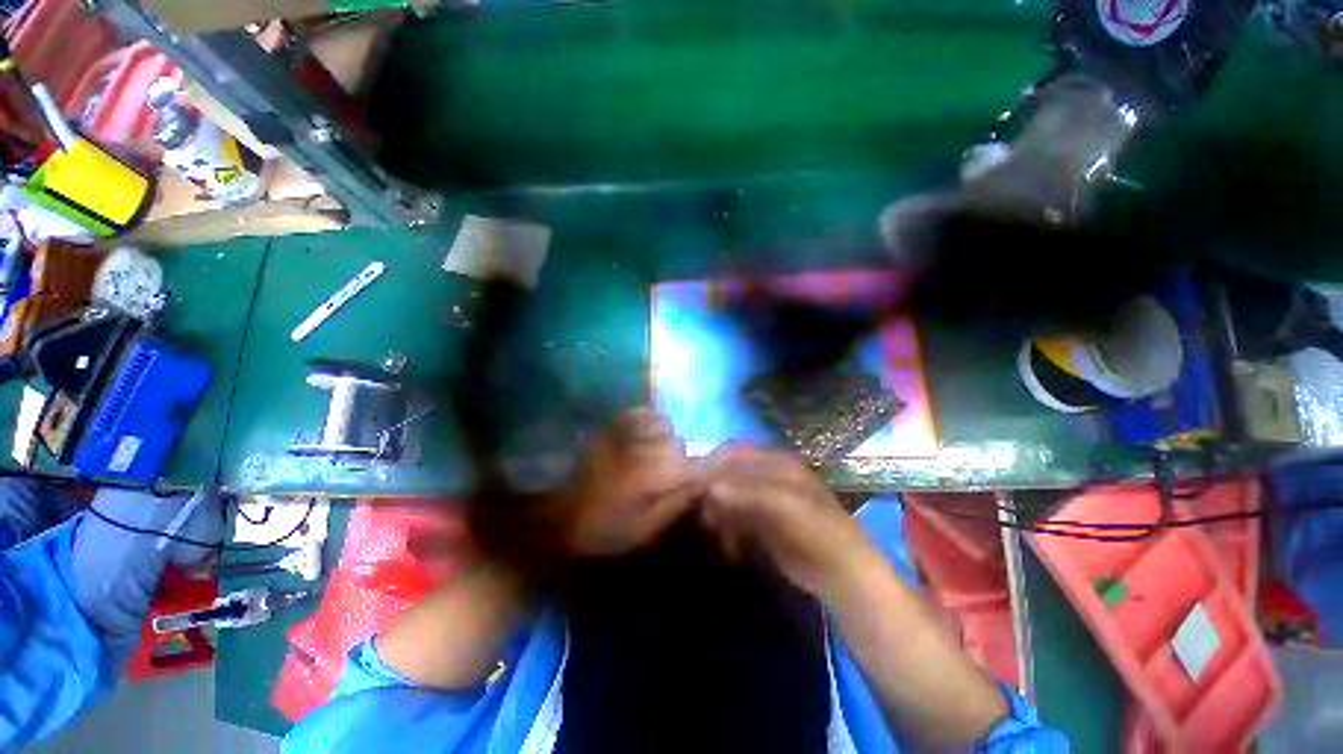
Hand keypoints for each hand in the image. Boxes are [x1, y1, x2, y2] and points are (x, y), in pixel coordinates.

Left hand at [557, 408, 703, 556]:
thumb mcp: (646, 529)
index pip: (693, 466)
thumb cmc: (604, 528)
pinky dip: (649, 423)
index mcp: (651, 477)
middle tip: (668, 476)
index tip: (702, 481)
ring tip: (653, 456)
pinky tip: (642, 438)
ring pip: (664, 425)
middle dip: (680, 459)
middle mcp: (642, 448)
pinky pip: (643, 413)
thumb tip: (704, 483)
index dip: (702, 472)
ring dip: (665, 439)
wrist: (558, 512)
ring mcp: (626, 431)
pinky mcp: (612, 423)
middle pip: (679, 444)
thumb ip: (678, 503)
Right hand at [702, 444, 874, 596]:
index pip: (734, 453)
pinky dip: (727, 529)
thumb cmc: (815, 530)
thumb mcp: (783, 506)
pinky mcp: (762, 521)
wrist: (841, 572)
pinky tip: (729, 547)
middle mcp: (767, 474)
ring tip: (715, 534)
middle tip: (703, 516)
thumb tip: (709, 487)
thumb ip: (746, 493)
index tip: (691, 485)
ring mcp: (764, 498)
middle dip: (712, 492)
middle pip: (728, 474)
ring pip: (729, 497)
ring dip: (718, 513)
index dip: (711, 465)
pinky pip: (735, 518)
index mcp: (775, 461)